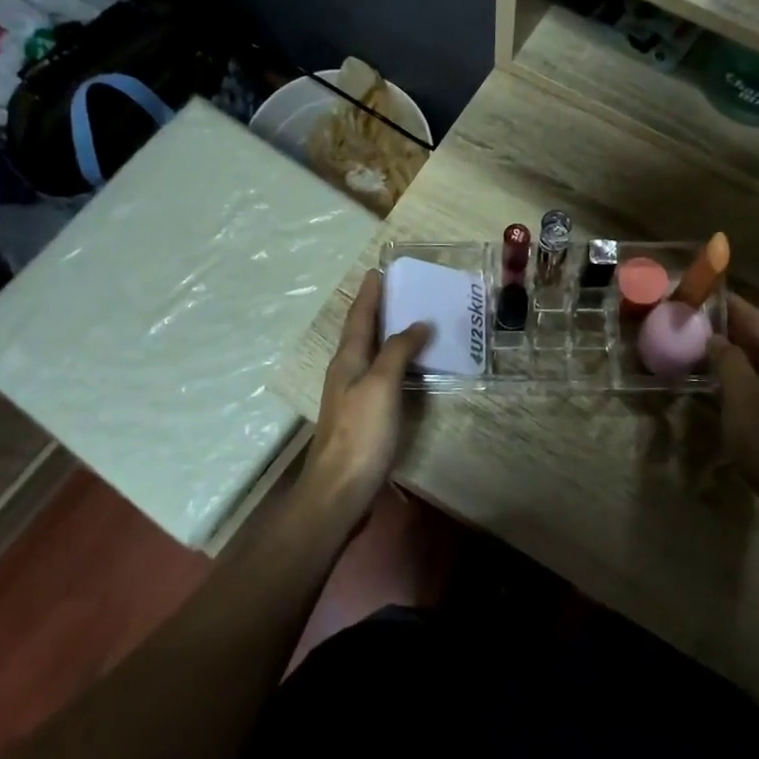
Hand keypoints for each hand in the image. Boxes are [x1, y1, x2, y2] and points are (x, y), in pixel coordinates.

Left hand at [301, 268, 429, 523]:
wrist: (340, 488)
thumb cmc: (361, 432)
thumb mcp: (381, 385)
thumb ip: (398, 351)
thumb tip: (418, 323)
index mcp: (347, 360)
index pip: (359, 317)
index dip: (370, 294)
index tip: (380, 270)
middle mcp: (346, 372)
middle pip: (362, 332)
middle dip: (377, 309)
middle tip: (399, 289)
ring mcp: (353, 395)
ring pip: (370, 354)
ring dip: (386, 334)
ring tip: (409, 320)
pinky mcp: (364, 416)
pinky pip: (380, 375)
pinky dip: (393, 361)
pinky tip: (408, 366)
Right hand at [708, 295, 758, 528]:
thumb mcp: (742, 397)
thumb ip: (729, 361)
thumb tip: (716, 337)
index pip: (755, 316)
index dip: (727, 303)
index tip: (698, 291)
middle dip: (726, 324)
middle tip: (689, 317)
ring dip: (731, 347)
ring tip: (695, 341)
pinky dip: (738, 369)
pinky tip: (716, 376)